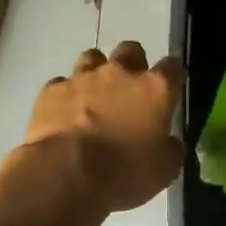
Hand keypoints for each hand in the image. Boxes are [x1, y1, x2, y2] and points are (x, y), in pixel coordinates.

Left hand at [18, 43, 184, 215]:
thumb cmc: (124, 173)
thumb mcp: (164, 170)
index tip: (171, 87)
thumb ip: (171, 149)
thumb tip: (170, 141)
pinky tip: (65, 113)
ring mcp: (83, 78)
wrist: (66, 174)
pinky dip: (66, 95)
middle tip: (130, 89)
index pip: (172, 67)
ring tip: (95, 95)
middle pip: (131, 50)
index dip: (173, 75)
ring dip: (97, 72)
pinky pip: (61, 84)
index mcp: (155, 89)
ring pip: (92, 58)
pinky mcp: (52, 90)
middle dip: (133, 64)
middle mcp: (120, 73)